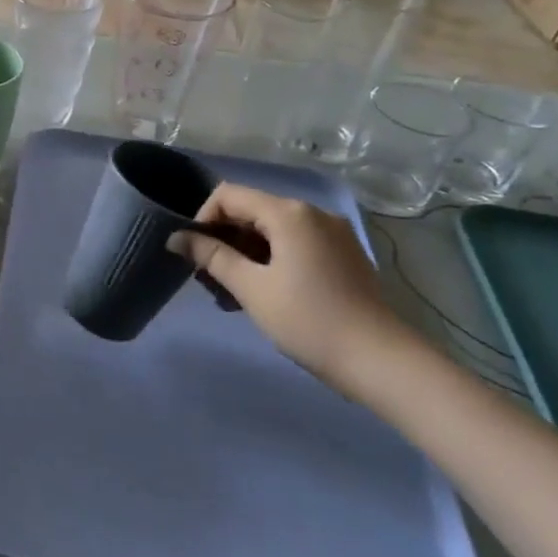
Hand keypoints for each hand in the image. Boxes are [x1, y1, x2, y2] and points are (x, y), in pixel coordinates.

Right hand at [170, 184, 401, 389]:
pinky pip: (294, 244)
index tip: (194, 254)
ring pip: (271, 231)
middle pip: (251, 211)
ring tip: (231, 293)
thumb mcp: (251, 288)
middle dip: (223, 240)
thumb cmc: (308, 320)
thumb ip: (211, 257)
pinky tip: (262, 293)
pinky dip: (270, 260)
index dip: (203, 219)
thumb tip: (176, 237)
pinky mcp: (342, 255)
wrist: (381, 361)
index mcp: (289, 213)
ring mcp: (332, 234)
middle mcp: (313, 213)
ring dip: (244, 254)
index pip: (228, 195)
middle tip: (208, 279)